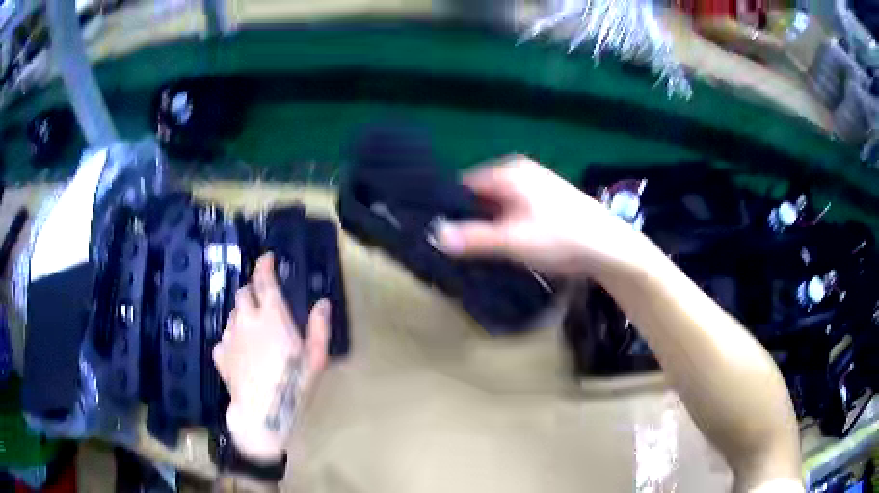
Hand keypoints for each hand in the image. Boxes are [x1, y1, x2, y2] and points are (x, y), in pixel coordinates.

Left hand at [212, 253, 330, 462]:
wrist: (260, 413)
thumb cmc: (292, 385)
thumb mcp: (316, 359)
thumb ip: (319, 328)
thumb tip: (322, 304)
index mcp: (271, 316)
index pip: (263, 280)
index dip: (264, 266)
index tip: (267, 259)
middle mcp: (246, 319)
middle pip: (243, 293)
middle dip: (253, 292)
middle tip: (263, 303)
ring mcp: (229, 335)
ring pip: (233, 313)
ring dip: (242, 314)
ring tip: (253, 330)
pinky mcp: (220, 353)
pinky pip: (225, 336)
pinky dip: (233, 337)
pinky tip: (241, 352)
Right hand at [435, 155, 654, 281]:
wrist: (610, 247)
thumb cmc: (560, 237)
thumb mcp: (512, 240)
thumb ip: (472, 238)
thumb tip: (433, 235)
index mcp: (507, 172)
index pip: (463, 185)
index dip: (450, 208)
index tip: (441, 234)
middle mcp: (519, 172)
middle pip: (481, 194)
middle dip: (470, 218)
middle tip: (457, 247)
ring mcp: (536, 185)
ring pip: (498, 204)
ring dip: (489, 225)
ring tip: (478, 250)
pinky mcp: (547, 201)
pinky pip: (514, 210)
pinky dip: (506, 226)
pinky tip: (506, 245)